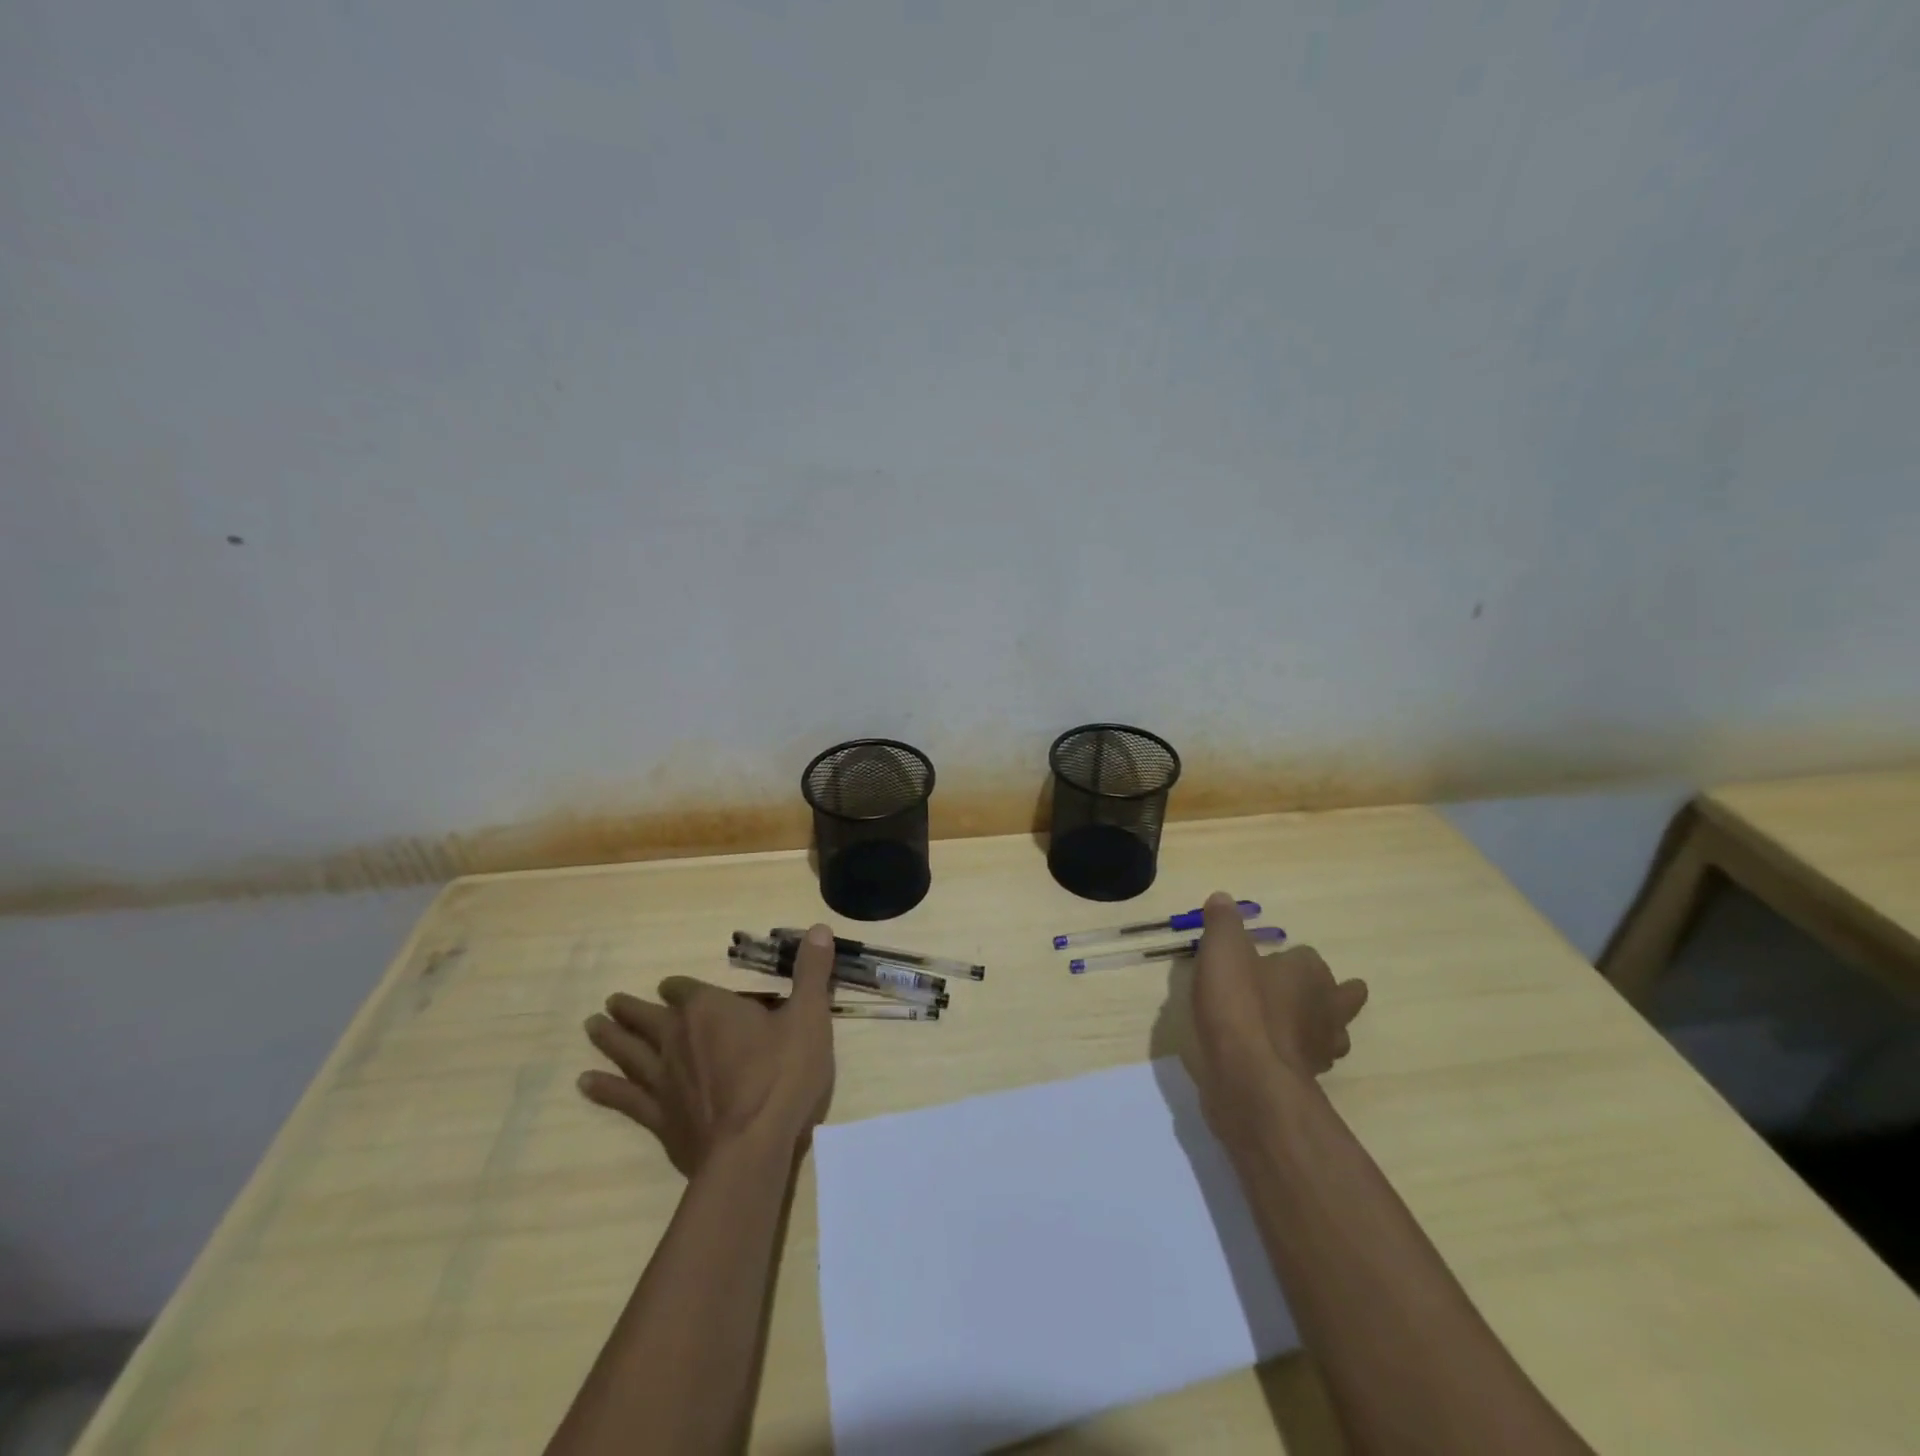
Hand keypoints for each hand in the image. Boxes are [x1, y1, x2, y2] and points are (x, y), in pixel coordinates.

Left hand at [580, 923, 837, 1174]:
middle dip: (631, 1009)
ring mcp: (663, 1080)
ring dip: (610, 1039)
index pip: (684, 989)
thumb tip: (819, 927)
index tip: (669, 987)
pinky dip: (604, 1089)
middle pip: (647, 1018)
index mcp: (712, 1009)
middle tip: (610, 1003)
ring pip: (629, 1052)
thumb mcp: (809, 1016)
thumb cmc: (783, 1075)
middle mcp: (678, 1038)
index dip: (677, 987)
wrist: (752, 1148)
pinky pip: (624, 1098)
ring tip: (591, 1027)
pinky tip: (585, 1083)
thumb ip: (811, 972)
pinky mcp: (658, 1118)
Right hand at [1189, 891, 1367, 1135]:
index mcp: (1310, 972)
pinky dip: (1293, 1056)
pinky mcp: (1305, 1080)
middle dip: (1330, 994)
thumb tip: (1223, 898)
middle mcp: (1325, 1008)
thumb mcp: (1221, 949)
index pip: (1308, 957)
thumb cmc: (1239, 1003)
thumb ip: (1223, 923)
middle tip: (1311, 993)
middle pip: (1340, 997)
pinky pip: (1306, 1062)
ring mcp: (1319, 1049)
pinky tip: (1271, 1056)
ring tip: (1294, 1027)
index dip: (1288, 958)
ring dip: (1317, 1029)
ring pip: (1331, 1034)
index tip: (1265, 960)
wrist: (1248, 1077)